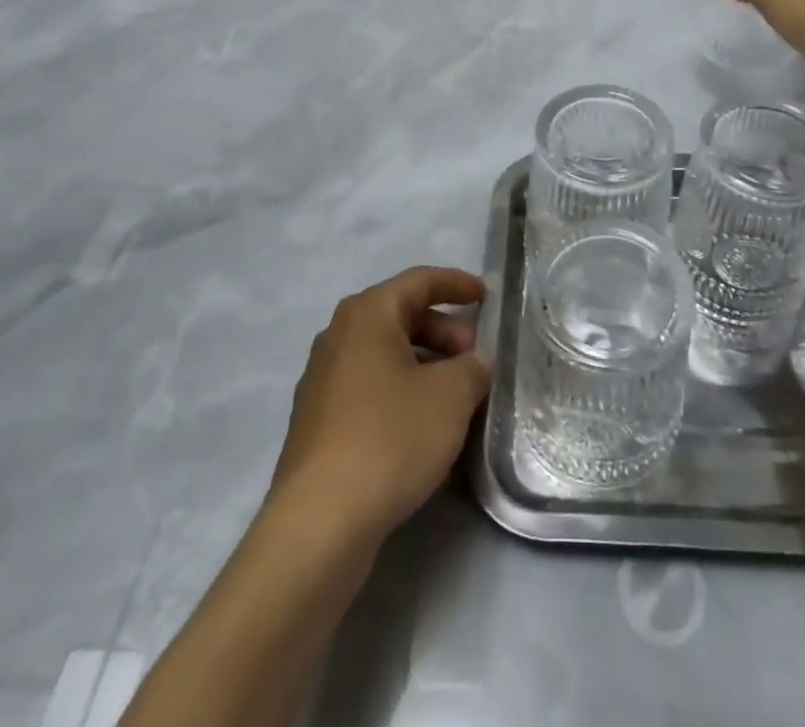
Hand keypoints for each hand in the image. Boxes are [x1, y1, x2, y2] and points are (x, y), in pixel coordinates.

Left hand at [268, 267, 491, 543]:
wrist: (319, 522)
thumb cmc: (390, 437)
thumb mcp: (450, 396)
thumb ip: (472, 369)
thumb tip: (474, 364)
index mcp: (367, 314)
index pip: (419, 281)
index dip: (456, 283)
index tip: (485, 295)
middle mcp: (338, 336)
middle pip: (400, 316)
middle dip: (443, 330)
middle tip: (474, 357)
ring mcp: (322, 380)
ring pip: (385, 354)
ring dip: (424, 363)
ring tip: (456, 395)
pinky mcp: (318, 422)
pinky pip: (370, 386)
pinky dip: (401, 390)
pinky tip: (422, 424)